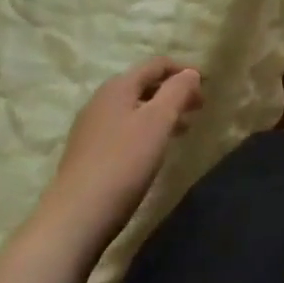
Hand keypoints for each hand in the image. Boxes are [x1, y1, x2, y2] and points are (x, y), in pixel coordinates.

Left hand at [34, 57, 203, 253]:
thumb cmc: (124, 162)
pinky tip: (154, 151)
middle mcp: (101, 101)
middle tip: (198, 109)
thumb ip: (177, 91)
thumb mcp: (158, 121)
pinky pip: (124, 129)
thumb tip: (190, 73)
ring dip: (161, 113)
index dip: (184, 70)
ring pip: (134, 109)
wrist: (76, 217)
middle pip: (144, 85)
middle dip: (174, 93)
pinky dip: (146, 130)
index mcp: (118, 87)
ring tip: (182, 130)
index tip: (207, 85)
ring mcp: (91, 128)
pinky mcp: (87, 153)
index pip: (156, 65)